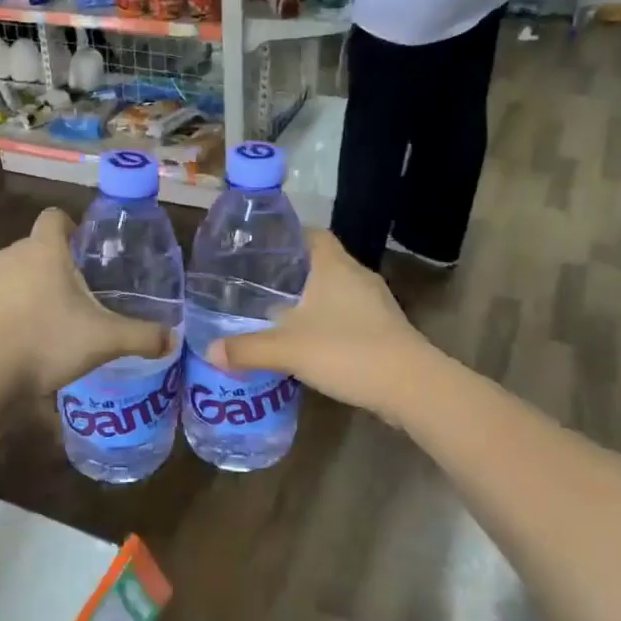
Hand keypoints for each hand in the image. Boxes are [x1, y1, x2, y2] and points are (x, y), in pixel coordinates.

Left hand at [0, 209, 170, 396]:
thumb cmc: (46, 345)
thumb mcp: (104, 341)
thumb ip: (143, 336)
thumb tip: (173, 339)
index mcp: (43, 251)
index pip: (55, 217)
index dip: (72, 228)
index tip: (86, 252)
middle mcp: (9, 255)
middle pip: (36, 247)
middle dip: (56, 266)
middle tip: (79, 297)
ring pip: (13, 273)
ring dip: (30, 288)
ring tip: (50, 322)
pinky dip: (7, 311)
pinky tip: (20, 340)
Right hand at [207, 230, 434, 418]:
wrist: (410, 386)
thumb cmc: (347, 351)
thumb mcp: (288, 350)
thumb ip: (247, 349)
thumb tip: (210, 351)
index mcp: (334, 266)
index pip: (313, 234)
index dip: (289, 236)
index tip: (263, 248)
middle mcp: (357, 276)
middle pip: (323, 261)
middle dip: (294, 271)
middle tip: (261, 283)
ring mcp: (375, 303)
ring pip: (337, 289)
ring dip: (312, 297)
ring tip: (280, 311)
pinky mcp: (385, 328)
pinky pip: (349, 313)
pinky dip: (329, 320)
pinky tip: (310, 339)